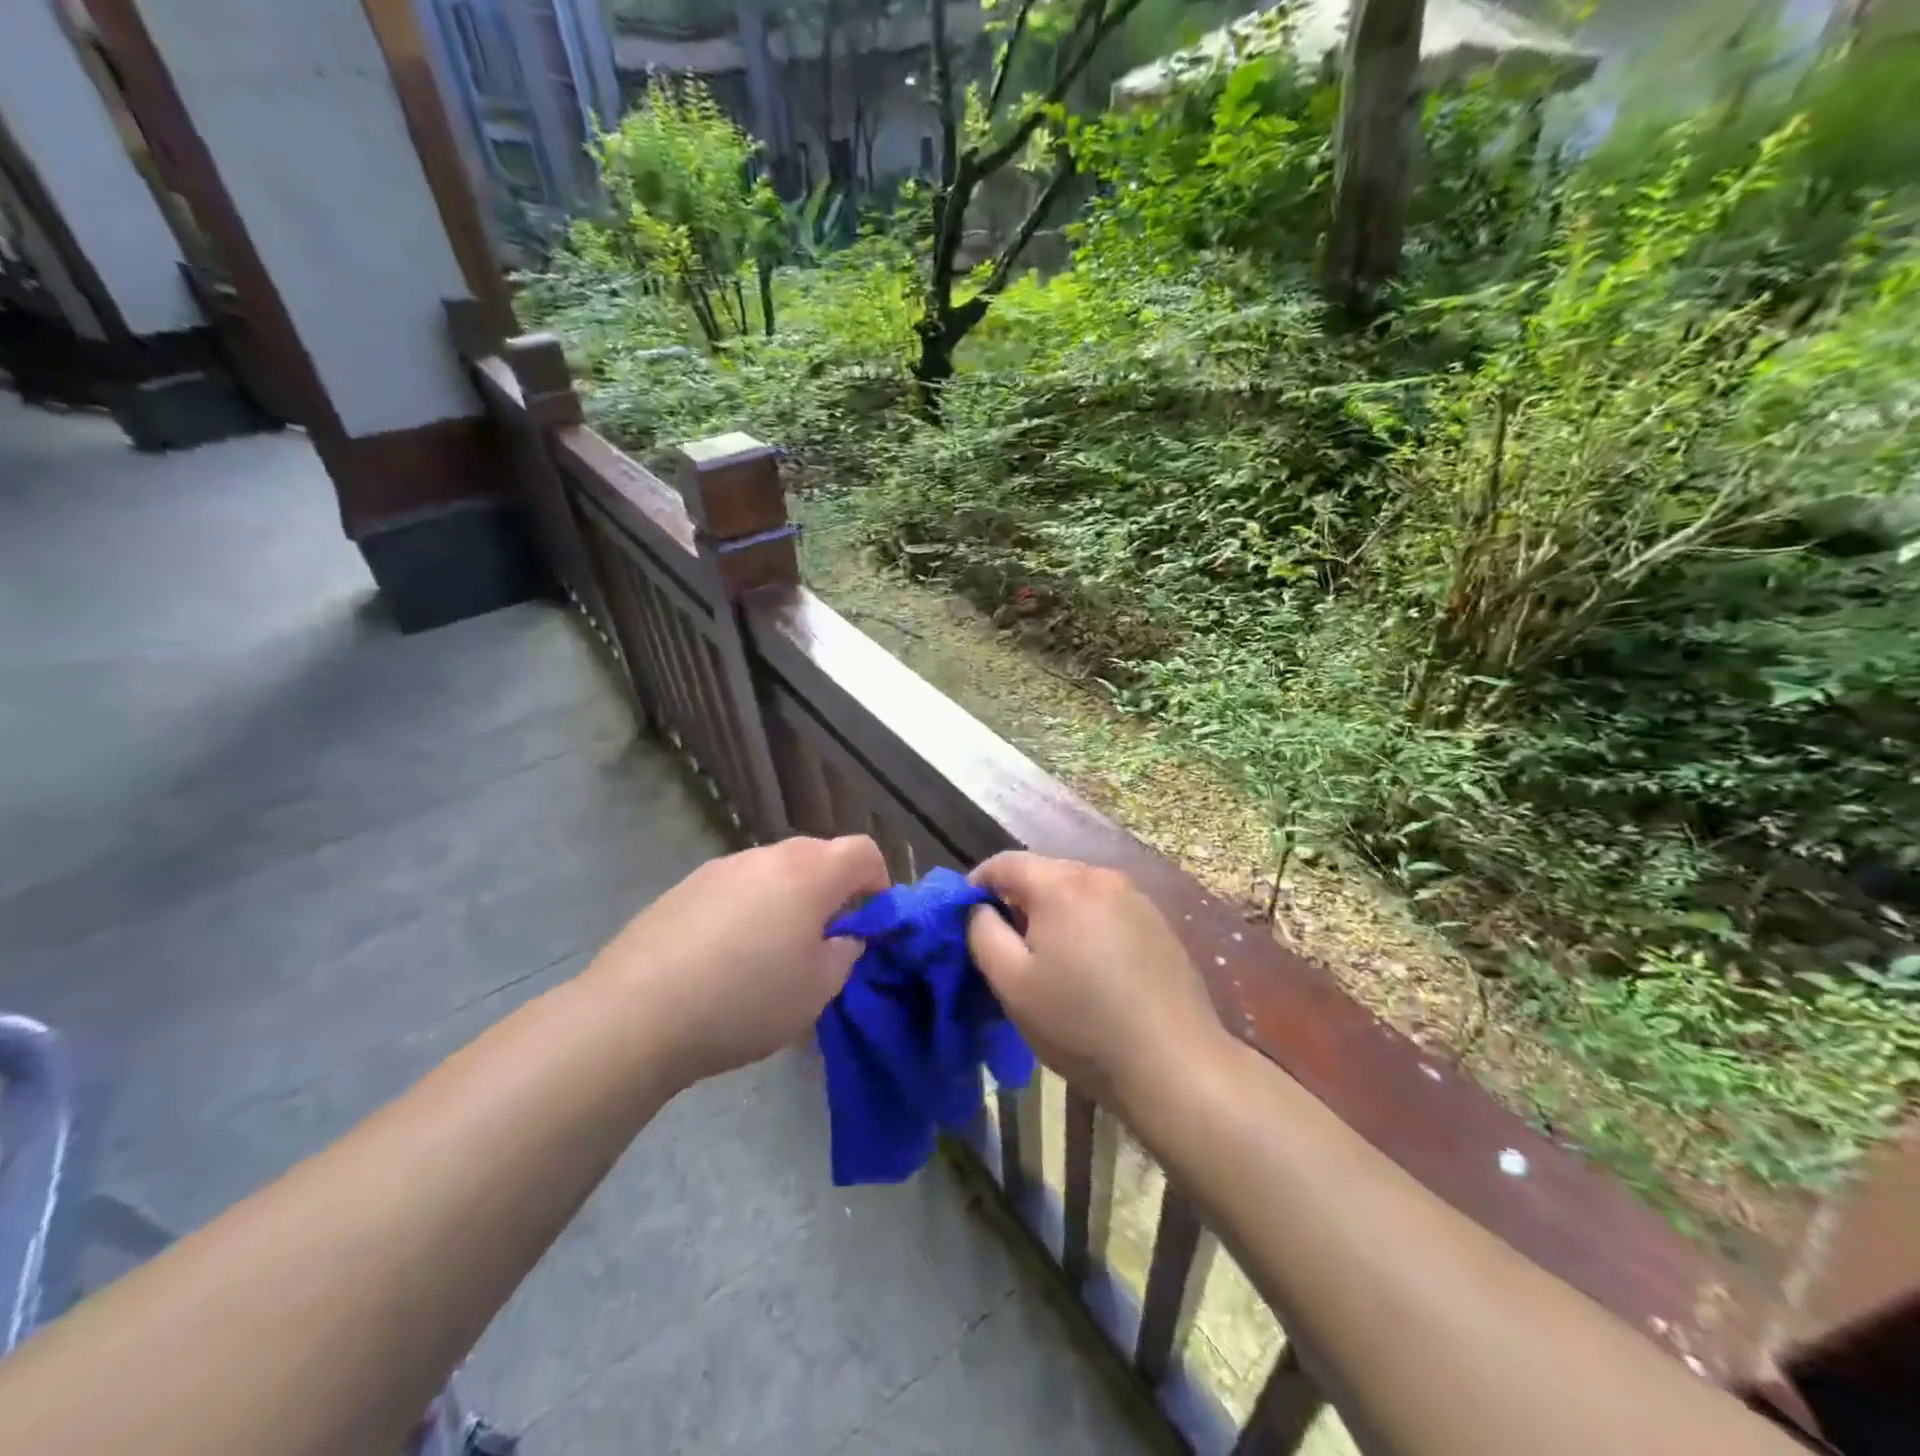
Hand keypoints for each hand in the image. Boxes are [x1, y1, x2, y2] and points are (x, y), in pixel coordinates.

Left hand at [587, 835, 889, 1086]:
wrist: (636, 1013)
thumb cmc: (746, 1000)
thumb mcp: (816, 990)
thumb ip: (844, 954)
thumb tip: (843, 937)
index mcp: (809, 873)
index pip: (863, 852)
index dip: (878, 881)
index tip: (871, 920)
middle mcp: (766, 856)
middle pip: (818, 855)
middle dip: (833, 890)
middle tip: (825, 939)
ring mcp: (721, 867)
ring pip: (774, 871)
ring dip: (788, 898)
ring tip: (772, 951)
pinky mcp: (684, 887)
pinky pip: (736, 887)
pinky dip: (748, 908)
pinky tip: (726, 955)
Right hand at [966, 853, 1225, 1108]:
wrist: (1174, 1063)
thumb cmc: (1080, 1023)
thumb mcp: (1012, 983)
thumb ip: (982, 933)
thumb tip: (978, 908)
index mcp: (1061, 884)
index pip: (1005, 863)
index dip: (976, 885)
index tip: (964, 918)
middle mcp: (1100, 876)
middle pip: (1043, 873)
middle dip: (1016, 900)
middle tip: (1004, 944)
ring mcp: (1135, 897)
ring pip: (1076, 891)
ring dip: (1052, 912)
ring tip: (1046, 957)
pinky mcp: (1157, 922)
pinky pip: (1105, 908)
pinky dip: (1085, 924)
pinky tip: (1089, 966)